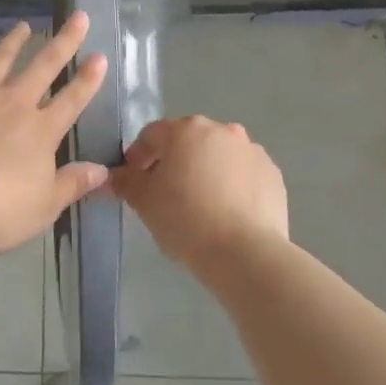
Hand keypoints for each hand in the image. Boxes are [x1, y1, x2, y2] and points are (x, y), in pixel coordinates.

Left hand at [0, 13, 109, 257]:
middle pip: (43, 66)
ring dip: (12, 42)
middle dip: (63, 41)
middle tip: (77, 16)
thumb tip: (103, 171)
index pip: (72, 99)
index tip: (99, 56)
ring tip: (22, 26)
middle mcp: (12, 104)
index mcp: (40, 131)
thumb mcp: (44, 206)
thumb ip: (72, 184)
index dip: (88, 79)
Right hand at [110, 115, 289, 270]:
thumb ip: (124, 181)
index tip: (132, 181)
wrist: (246, 255)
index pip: (152, 135)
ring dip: (205, 173)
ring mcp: (253, 152)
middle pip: (188, 142)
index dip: (137, 156)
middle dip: (173, 163)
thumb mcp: (143, 201)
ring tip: (198, 207)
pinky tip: (225, 215)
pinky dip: (232, 187)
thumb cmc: (185, 219)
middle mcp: (223, 131)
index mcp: (187, 129)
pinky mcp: (274, 177)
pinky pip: (243, 176)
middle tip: (164, 194)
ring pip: (218, 158)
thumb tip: (111, 176)